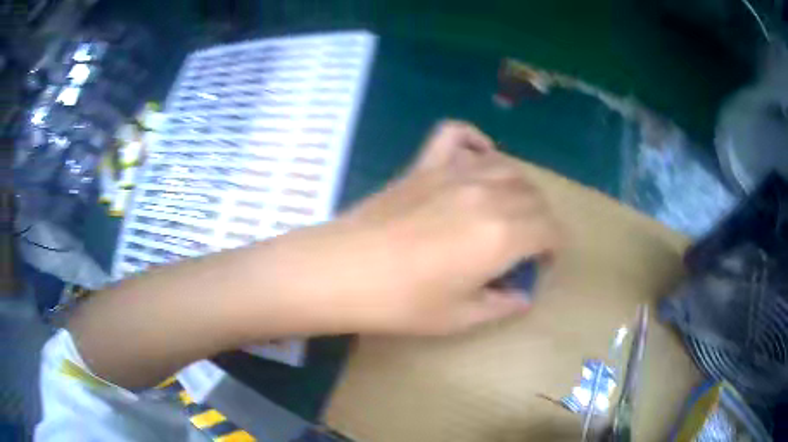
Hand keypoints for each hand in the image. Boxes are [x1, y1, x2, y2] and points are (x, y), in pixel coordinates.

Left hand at [265, 121, 559, 334]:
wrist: (341, 272)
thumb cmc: (401, 303)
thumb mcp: (459, 317)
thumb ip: (501, 305)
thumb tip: (523, 296)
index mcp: (502, 236)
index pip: (550, 229)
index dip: (554, 246)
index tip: (543, 261)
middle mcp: (487, 195)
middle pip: (534, 196)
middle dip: (540, 219)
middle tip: (525, 243)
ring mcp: (454, 173)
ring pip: (507, 166)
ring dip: (518, 187)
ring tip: (508, 208)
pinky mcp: (424, 164)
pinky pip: (456, 134)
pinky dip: (474, 141)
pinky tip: (476, 158)